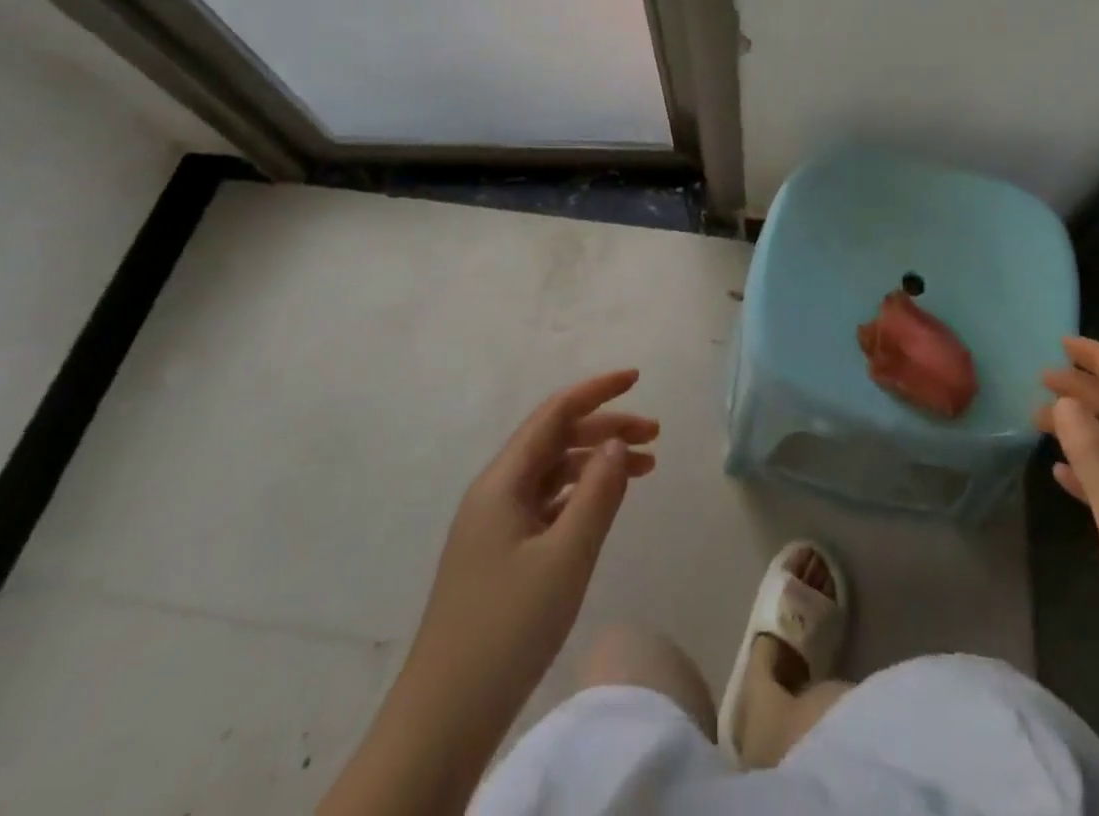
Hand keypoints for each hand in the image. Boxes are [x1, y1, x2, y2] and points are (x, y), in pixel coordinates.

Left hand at [417, 369, 657, 696]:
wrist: (443, 719)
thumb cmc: (507, 629)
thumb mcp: (565, 557)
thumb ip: (597, 493)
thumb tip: (617, 443)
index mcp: (502, 481)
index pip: (554, 414)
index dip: (597, 390)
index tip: (638, 379)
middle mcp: (496, 492)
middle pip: (556, 439)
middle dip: (606, 428)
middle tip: (655, 436)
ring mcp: (496, 525)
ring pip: (553, 472)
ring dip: (596, 461)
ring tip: (644, 468)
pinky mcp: (501, 555)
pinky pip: (548, 504)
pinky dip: (581, 494)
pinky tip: (605, 504)